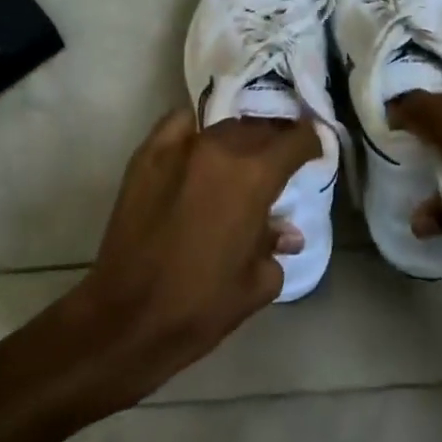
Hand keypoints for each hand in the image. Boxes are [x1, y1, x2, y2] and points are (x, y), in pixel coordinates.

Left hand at [70, 108, 317, 404]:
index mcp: (254, 177)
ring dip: (238, 138)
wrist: (128, 317)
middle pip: (259, 127)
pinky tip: (199, 148)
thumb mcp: (257, 283)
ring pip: (222, 126)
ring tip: (239, 157)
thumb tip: (285, 231)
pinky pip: (180, 124)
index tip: (314, 151)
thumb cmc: (201, 306)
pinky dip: (196, 130)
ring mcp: (180, 146)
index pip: (295, 140)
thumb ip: (275, 244)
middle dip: (274, 140)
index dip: (310, 142)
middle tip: (277, 159)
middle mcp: (220, 149)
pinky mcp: (148, 153)